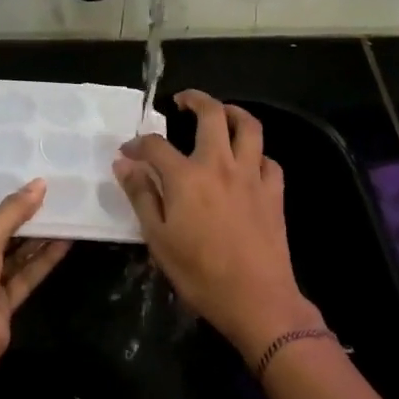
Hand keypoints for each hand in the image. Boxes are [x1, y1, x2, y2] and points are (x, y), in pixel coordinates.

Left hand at [0, 178, 70, 370]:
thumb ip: (11, 214)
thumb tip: (40, 183)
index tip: (22, 177)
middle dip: (22, 218)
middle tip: (51, 192)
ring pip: (14, 257)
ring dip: (37, 238)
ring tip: (65, 212)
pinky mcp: (3, 307)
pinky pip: (26, 277)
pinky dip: (43, 261)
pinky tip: (65, 242)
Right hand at [113, 91, 322, 365]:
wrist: (257, 299)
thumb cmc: (200, 274)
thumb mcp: (158, 238)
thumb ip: (142, 196)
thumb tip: (124, 163)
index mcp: (187, 177)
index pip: (156, 145)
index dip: (137, 143)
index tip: (128, 152)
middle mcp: (220, 165)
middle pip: (212, 115)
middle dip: (195, 100)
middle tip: (182, 102)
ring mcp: (252, 176)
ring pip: (249, 127)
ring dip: (234, 113)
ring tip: (221, 114)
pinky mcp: (274, 192)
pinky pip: (268, 161)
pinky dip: (257, 155)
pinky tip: (248, 164)